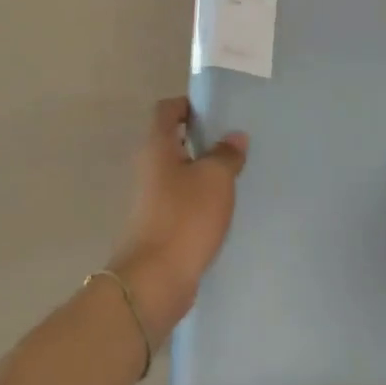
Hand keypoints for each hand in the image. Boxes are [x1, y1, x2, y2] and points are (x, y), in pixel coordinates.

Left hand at [107, 98, 247, 341]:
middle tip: (235, 141)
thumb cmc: (184, 218)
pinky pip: (183, 199)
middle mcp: (149, 168)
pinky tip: (225, 205)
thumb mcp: (215, 179)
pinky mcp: (159, 224)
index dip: (188, 104)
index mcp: (157, 148)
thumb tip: (235, 137)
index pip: (166, 110)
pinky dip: (201, 197)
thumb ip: (226, 154)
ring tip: (236, 171)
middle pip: (173, 140)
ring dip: (203, 169)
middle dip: (202, 138)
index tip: (216, 109)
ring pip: (180, 172)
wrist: (155, 280)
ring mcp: (151, 198)